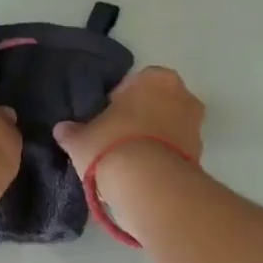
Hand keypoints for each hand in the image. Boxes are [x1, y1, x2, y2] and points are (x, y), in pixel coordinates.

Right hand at [53, 67, 204, 177]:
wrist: (149, 185)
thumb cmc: (112, 146)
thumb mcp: (81, 139)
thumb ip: (72, 132)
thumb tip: (63, 130)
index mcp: (156, 78)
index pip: (134, 84)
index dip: (118, 103)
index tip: (106, 121)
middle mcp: (183, 95)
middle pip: (156, 104)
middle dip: (141, 118)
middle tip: (117, 140)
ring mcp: (196, 126)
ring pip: (169, 128)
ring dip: (154, 140)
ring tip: (130, 162)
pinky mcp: (200, 156)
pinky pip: (176, 151)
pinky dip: (163, 159)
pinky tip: (144, 174)